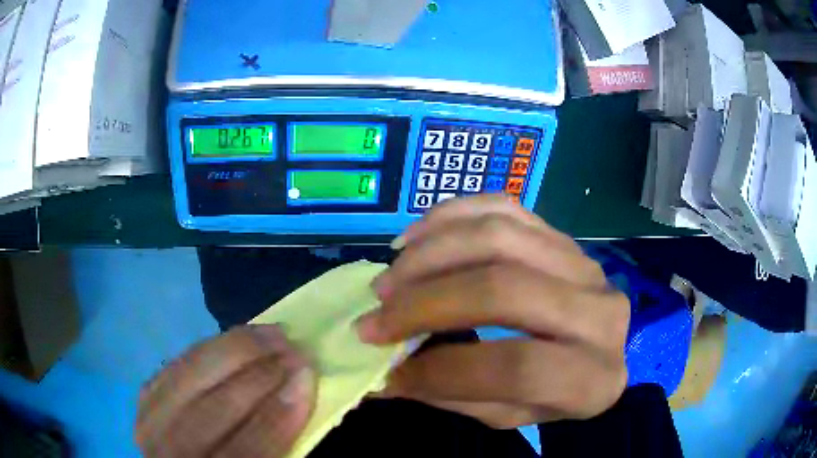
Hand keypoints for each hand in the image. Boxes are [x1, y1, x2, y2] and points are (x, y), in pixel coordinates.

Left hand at [136, 325, 315, 457]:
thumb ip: (274, 445)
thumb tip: (295, 395)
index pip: (245, 448)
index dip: (278, 414)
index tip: (306, 376)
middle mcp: (170, 453)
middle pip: (210, 410)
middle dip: (257, 375)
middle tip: (293, 348)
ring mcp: (149, 422)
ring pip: (187, 378)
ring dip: (233, 350)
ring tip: (270, 334)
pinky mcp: (144, 398)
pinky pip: (175, 365)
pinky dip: (207, 349)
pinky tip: (234, 338)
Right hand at [357, 195, 629, 428]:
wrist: (596, 349)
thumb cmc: (554, 393)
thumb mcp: (509, 414)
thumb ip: (453, 395)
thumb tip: (383, 375)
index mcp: (593, 377)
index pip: (515, 369)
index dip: (441, 371)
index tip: (388, 370)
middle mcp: (600, 313)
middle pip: (504, 290)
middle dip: (425, 303)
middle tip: (375, 317)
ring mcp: (584, 264)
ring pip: (499, 237)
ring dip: (430, 254)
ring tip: (388, 279)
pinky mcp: (562, 234)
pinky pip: (504, 207)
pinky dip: (450, 216)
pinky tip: (414, 238)